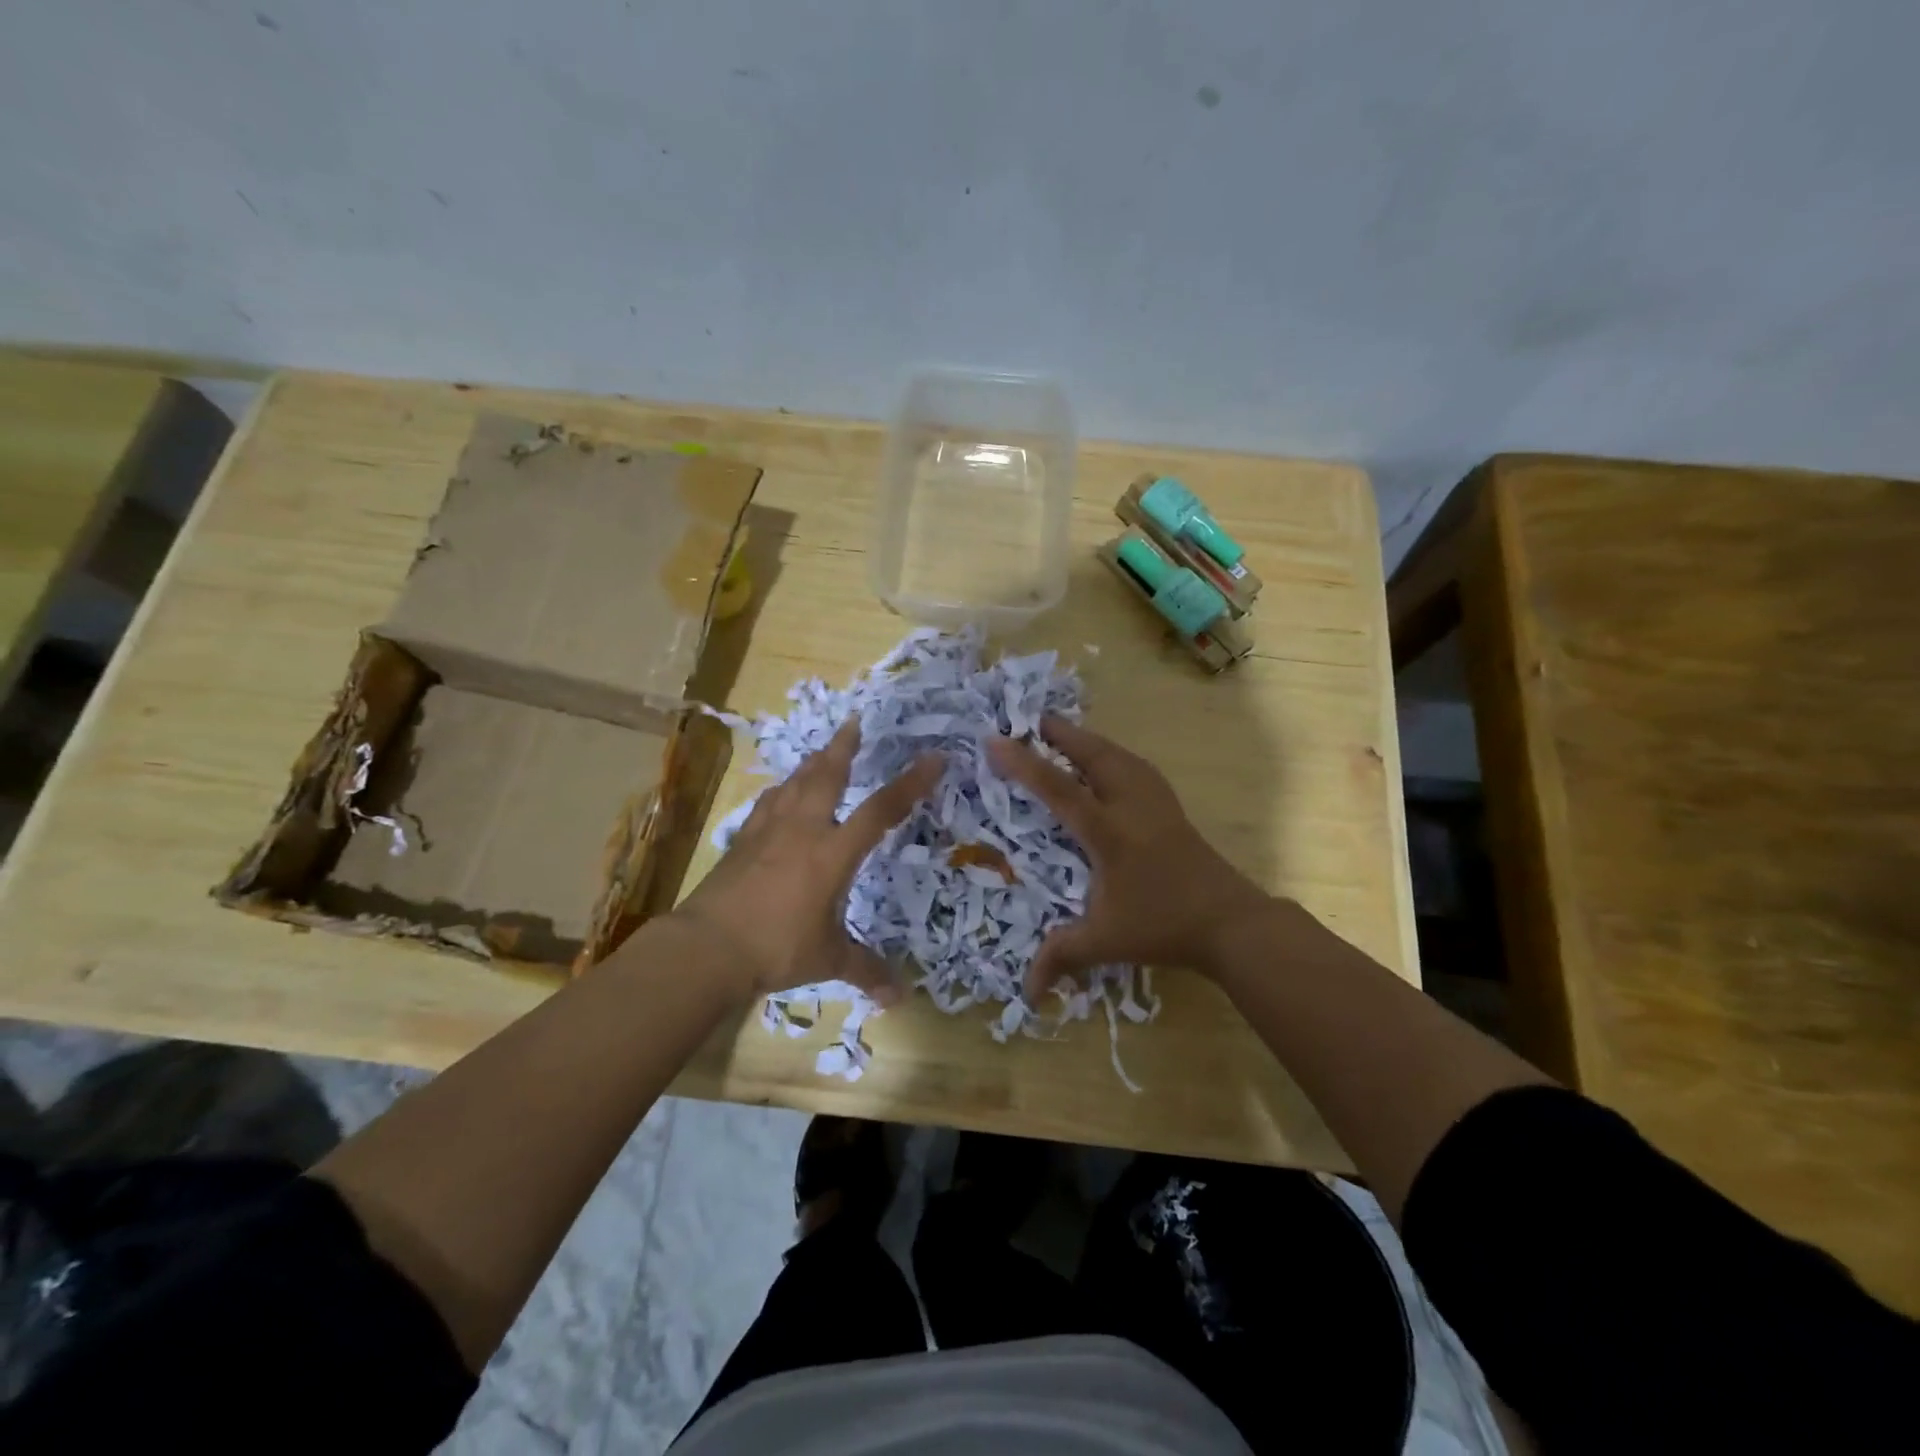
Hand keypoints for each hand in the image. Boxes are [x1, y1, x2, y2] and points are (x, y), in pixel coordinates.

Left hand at [673, 721, 942, 1002]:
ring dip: (812, 763)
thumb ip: (864, 970)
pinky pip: (768, 805)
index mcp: (832, 853)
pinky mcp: (742, 841)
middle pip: (828, 777)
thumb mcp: (827, 959)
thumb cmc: (776, 947)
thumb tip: (897, 997)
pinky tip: (780, 792)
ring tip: (822, 750)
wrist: (707, 946)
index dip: (911, 784)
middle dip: (845, 747)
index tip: (933, 758)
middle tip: (855, 721)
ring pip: (795, 784)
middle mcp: (803, 831)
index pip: (880, 811)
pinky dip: (781, 791)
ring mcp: (768, 832)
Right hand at [987, 717, 1271, 997]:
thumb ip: (1062, 957)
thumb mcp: (1106, 942)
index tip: (995, 739)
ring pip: (1117, 754)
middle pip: (1092, 754)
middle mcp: (1129, 805)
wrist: (1230, 920)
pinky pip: (1133, 765)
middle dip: (1060, 733)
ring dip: (1087, 740)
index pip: (1058, 788)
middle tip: (1031, 719)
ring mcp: (1155, 801)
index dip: (1024, 763)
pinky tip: (1106, 760)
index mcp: (1108, 832)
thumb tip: (1026, 992)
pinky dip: (1110, 753)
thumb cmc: (1162, 925)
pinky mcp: (1170, 806)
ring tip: (1063, 733)